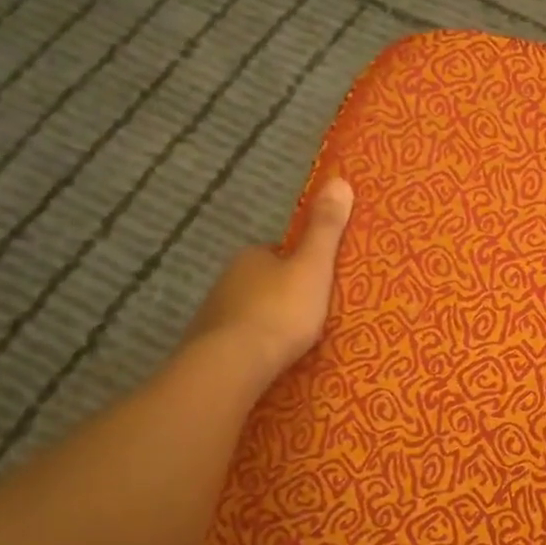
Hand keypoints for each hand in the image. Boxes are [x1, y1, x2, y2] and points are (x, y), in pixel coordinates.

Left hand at [188, 176, 353, 390]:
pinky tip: (267, 360)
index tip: (318, 282)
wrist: (232, 364)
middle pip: (262, 282)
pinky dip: (251, 346)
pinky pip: (236, 341)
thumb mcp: (313, 267)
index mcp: (251, 256)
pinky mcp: (206, 348)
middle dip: (282, 294)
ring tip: (292, 342)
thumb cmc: (280, 311)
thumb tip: (339, 179)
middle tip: (311, 314)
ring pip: (247, 311)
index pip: (278, 253)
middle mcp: (226, 279)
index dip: (299, 265)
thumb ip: (325, 229)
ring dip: (265, 322)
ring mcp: (212, 315)